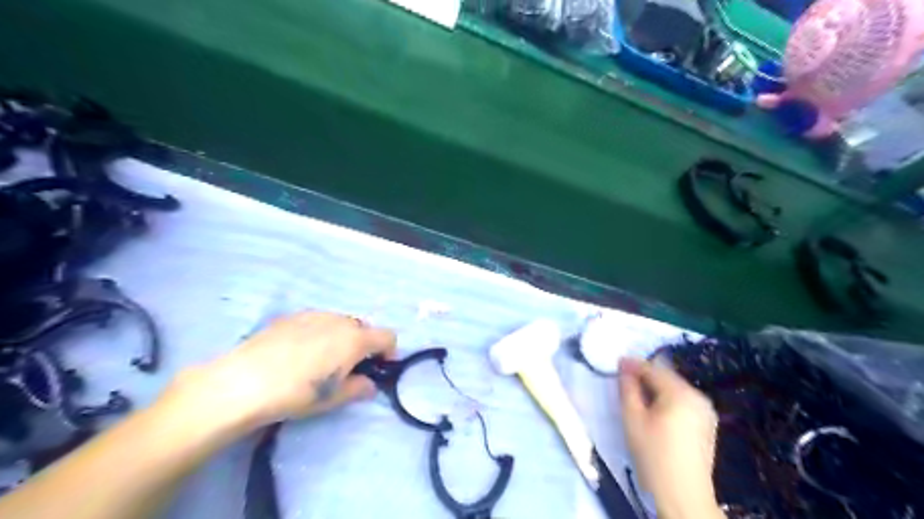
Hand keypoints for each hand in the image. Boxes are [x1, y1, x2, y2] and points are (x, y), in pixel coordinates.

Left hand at [165, 312, 395, 433]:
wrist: (243, 381)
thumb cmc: (296, 393)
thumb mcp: (333, 398)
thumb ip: (359, 388)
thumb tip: (368, 384)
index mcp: (355, 338)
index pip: (387, 336)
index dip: (388, 352)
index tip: (378, 368)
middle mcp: (339, 320)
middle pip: (364, 327)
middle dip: (363, 345)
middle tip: (348, 368)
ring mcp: (314, 315)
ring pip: (340, 323)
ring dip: (341, 338)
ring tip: (321, 360)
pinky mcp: (292, 316)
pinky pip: (317, 322)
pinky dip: (319, 334)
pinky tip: (298, 353)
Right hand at [615, 357, 724, 518]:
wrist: (682, 496)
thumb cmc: (653, 455)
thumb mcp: (633, 418)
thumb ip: (628, 388)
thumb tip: (625, 367)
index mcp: (680, 393)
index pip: (653, 369)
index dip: (633, 365)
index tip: (617, 362)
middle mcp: (698, 397)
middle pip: (666, 378)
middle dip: (645, 376)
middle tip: (624, 381)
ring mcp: (705, 411)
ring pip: (674, 389)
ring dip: (655, 388)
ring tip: (637, 397)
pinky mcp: (707, 424)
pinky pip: (683, 402)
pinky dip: (667, 400)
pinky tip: (655, 412)